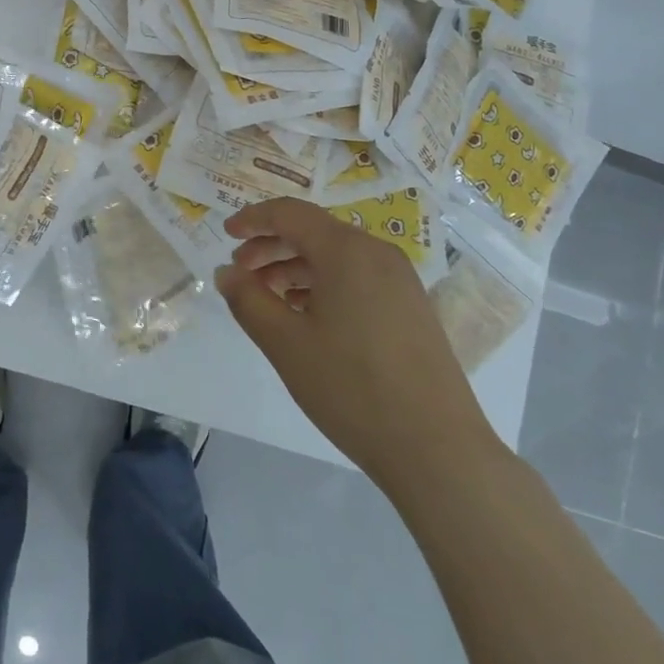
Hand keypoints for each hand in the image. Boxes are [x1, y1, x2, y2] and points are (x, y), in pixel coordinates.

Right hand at [219, 198, 494, 483]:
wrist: (437, 449)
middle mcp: (377, 253)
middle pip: (314, 231)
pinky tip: (306, 316)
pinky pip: (357, 277)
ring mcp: (400, 280)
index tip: (225, 234)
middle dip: (271, 246)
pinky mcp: (411, 307)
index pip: (290, 214)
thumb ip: (249, 299)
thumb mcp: (286, 343)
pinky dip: (323, 284)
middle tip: (241, 272)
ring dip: (295, 267)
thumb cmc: (351, 388)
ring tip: (268, 298)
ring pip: (336, 256)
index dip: (253, 218)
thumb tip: (227, 271)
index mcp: (346, 250)